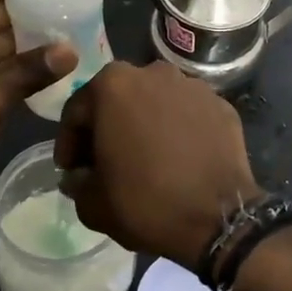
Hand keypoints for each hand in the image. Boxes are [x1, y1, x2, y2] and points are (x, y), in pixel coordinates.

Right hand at [55, 61, 262, 268]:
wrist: (219, 218)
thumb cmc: (146, 203)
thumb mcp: (92, 203)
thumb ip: (77, 181)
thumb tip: (80, 175)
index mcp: (113, 85)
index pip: (77, 111)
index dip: (69, 144)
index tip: (71, 170)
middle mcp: (154, 72)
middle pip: (118, 99)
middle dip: (108, 128)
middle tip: (105, 163)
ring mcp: (193, 86)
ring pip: (156, 103)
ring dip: (145, 125)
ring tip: (146, 160)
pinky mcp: (222, 105)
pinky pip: (189, 115)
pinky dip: (179, 131)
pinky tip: (179, 160)